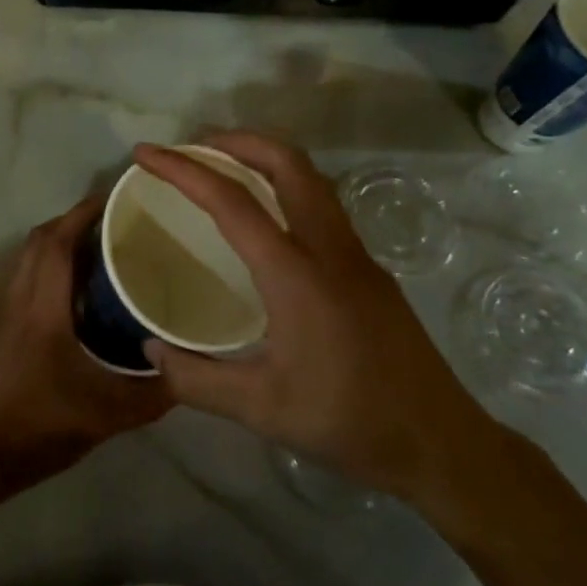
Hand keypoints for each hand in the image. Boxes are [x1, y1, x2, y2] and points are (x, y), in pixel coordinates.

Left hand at [0, 195, 171, 495]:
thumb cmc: (36, 428)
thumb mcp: (105, 416)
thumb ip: (150, 395)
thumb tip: (186, 374)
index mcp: (41, 307)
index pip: (58, 240)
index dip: (83, 212)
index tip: (112, 197)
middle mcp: (14, 300)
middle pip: (38, 243)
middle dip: (70, 223)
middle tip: (109, 227)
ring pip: (24, 265)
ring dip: (54, 251)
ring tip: (92, 262)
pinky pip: (17, 290)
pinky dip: (41, 280)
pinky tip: (63, 310)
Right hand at [133, 133, 501, 505]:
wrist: (441, 444)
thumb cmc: (348, 422)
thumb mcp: (260, 409)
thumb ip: (196, 379)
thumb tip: (149, 349)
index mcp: (295, 273)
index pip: (231, 201)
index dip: (183, 170)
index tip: (145, 154)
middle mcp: (329, 248)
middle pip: (285, 162)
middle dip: (235, 141)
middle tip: (192, 148)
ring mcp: (356, 254)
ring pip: (310, 177)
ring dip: (264, 158)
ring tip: (224, 169)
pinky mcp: (370, 268)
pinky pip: (322, 203)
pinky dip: (285, 186)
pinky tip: (267, 220)